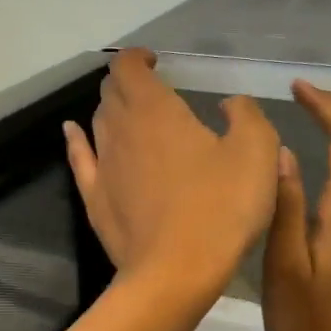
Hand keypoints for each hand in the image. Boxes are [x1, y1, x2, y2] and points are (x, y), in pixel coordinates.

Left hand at [64, 48, 279, 301]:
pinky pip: (79, 157)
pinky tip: (73, 131)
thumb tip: (230, 104)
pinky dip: (76, 139)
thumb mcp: (257, 152)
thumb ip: (246, 116)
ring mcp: (102, 164)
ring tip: (131, 114)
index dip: (138, 57)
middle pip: (112, 92)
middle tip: (150, 89)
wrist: (175, 273)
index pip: (129, 67)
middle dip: (127, 82)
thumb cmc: (220, 208)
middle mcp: (120, 129)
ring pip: (98, 122)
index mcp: (155, 110)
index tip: (156, 61)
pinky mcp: (94, 198)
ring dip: (112, 110)